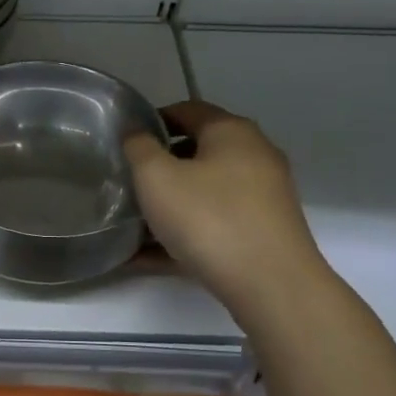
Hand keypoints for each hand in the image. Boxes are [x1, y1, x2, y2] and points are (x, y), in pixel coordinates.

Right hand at [124, 100, 328, 319]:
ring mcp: (263, 198)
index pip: (187, 110)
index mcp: (231, 132)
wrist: (271, 285)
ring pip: (204, 193)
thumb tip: (135, 131)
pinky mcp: (262, 234)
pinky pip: (213, 226)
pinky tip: (147, 257)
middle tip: (127, 182)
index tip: (124, 142)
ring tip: (131, 223)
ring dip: (169, 205)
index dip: (152, 121)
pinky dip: (183, 235)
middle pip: (198, 152)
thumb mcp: (156, 177)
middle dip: (160, 167)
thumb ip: (138, 147)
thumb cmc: (209, 218)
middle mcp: (254, 156)